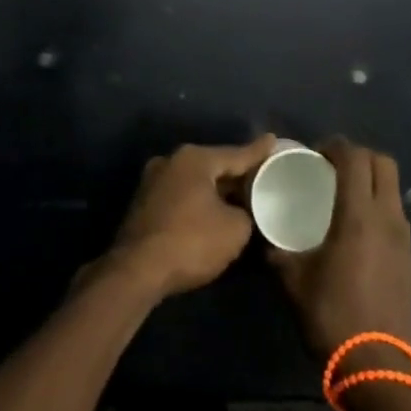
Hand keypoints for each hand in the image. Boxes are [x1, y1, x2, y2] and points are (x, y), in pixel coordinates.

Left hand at [105, 137, 271, 299]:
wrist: (137, 270)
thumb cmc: (191, 241)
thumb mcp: (235, 229)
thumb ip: (246, 213)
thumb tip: (240, 212)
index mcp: (194, 159)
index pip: (235, 154)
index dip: (258, 151)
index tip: (273, 140)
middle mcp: (170, 161)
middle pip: (213, 165)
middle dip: (236, 173)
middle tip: (260, 176)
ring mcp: (152, 181)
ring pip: (195, 181)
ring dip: (215, 190)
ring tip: (239, 196)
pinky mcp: (143, 203)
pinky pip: (180, 195)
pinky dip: (197, 201)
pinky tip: (211, 213)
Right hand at [270, 139, 410, 363]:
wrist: (376, 366)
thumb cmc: (330, 315)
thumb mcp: (291, 278)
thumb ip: (276, 247)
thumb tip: (263, 230)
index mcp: (358, 216)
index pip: (355, 158)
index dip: (335, 146)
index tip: (314, 154)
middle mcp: (387, 218)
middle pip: (383, 163)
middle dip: (358, 156)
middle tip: (331, 168)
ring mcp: (404, 238)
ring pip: (393, 189)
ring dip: (371, 180)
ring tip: (343, 196)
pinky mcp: (409, 258)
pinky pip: (396, 214)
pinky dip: (378, 206)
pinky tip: (356, 229)